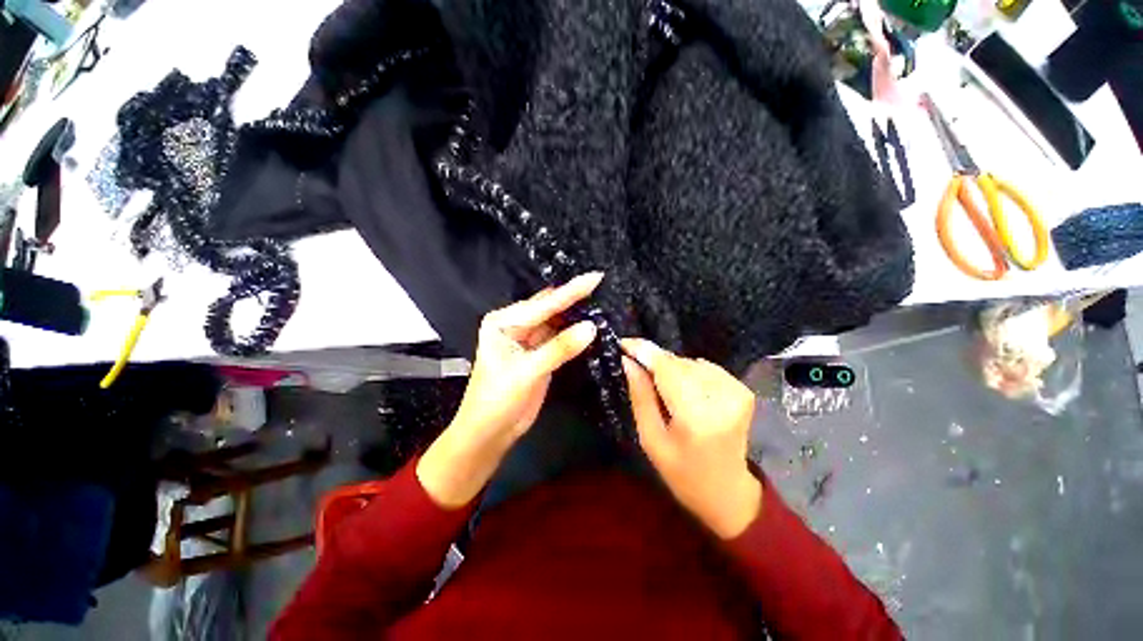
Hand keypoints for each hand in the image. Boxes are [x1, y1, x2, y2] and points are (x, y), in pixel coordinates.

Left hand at [417, 273, 602, 507]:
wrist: (490, 432)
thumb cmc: (498, 400)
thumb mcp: (527, 372)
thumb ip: (560, 348)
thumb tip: (591, 327)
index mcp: (503, 321)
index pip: (542, 304)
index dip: (570, 291)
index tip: (595, 276)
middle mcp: (515, 324)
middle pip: (550, 308)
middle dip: (575, 298)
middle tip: (603, 285)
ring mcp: (529, 339)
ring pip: (557, 322)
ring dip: (577, 315)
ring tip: (603, 300)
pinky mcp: (540, 352)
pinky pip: (561, 337)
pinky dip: (576, 333)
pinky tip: (593, 324)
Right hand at [621, 339, 761, 538]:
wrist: (727, 492)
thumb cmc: (682, 472)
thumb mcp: (650, 438)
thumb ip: (640, 396)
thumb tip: (628, 361)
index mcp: (696, 417)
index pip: (667, 368)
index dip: (644, 351)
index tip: (623, 343)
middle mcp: (721, 398)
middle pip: (678, 362)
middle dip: (655, 363)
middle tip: (641, 373)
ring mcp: (737, 392)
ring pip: (690, 362)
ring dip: (673, 369)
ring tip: (667, 393)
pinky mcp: (743, 390)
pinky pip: (705, 368)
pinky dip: (690, 374)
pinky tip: (686, 393)